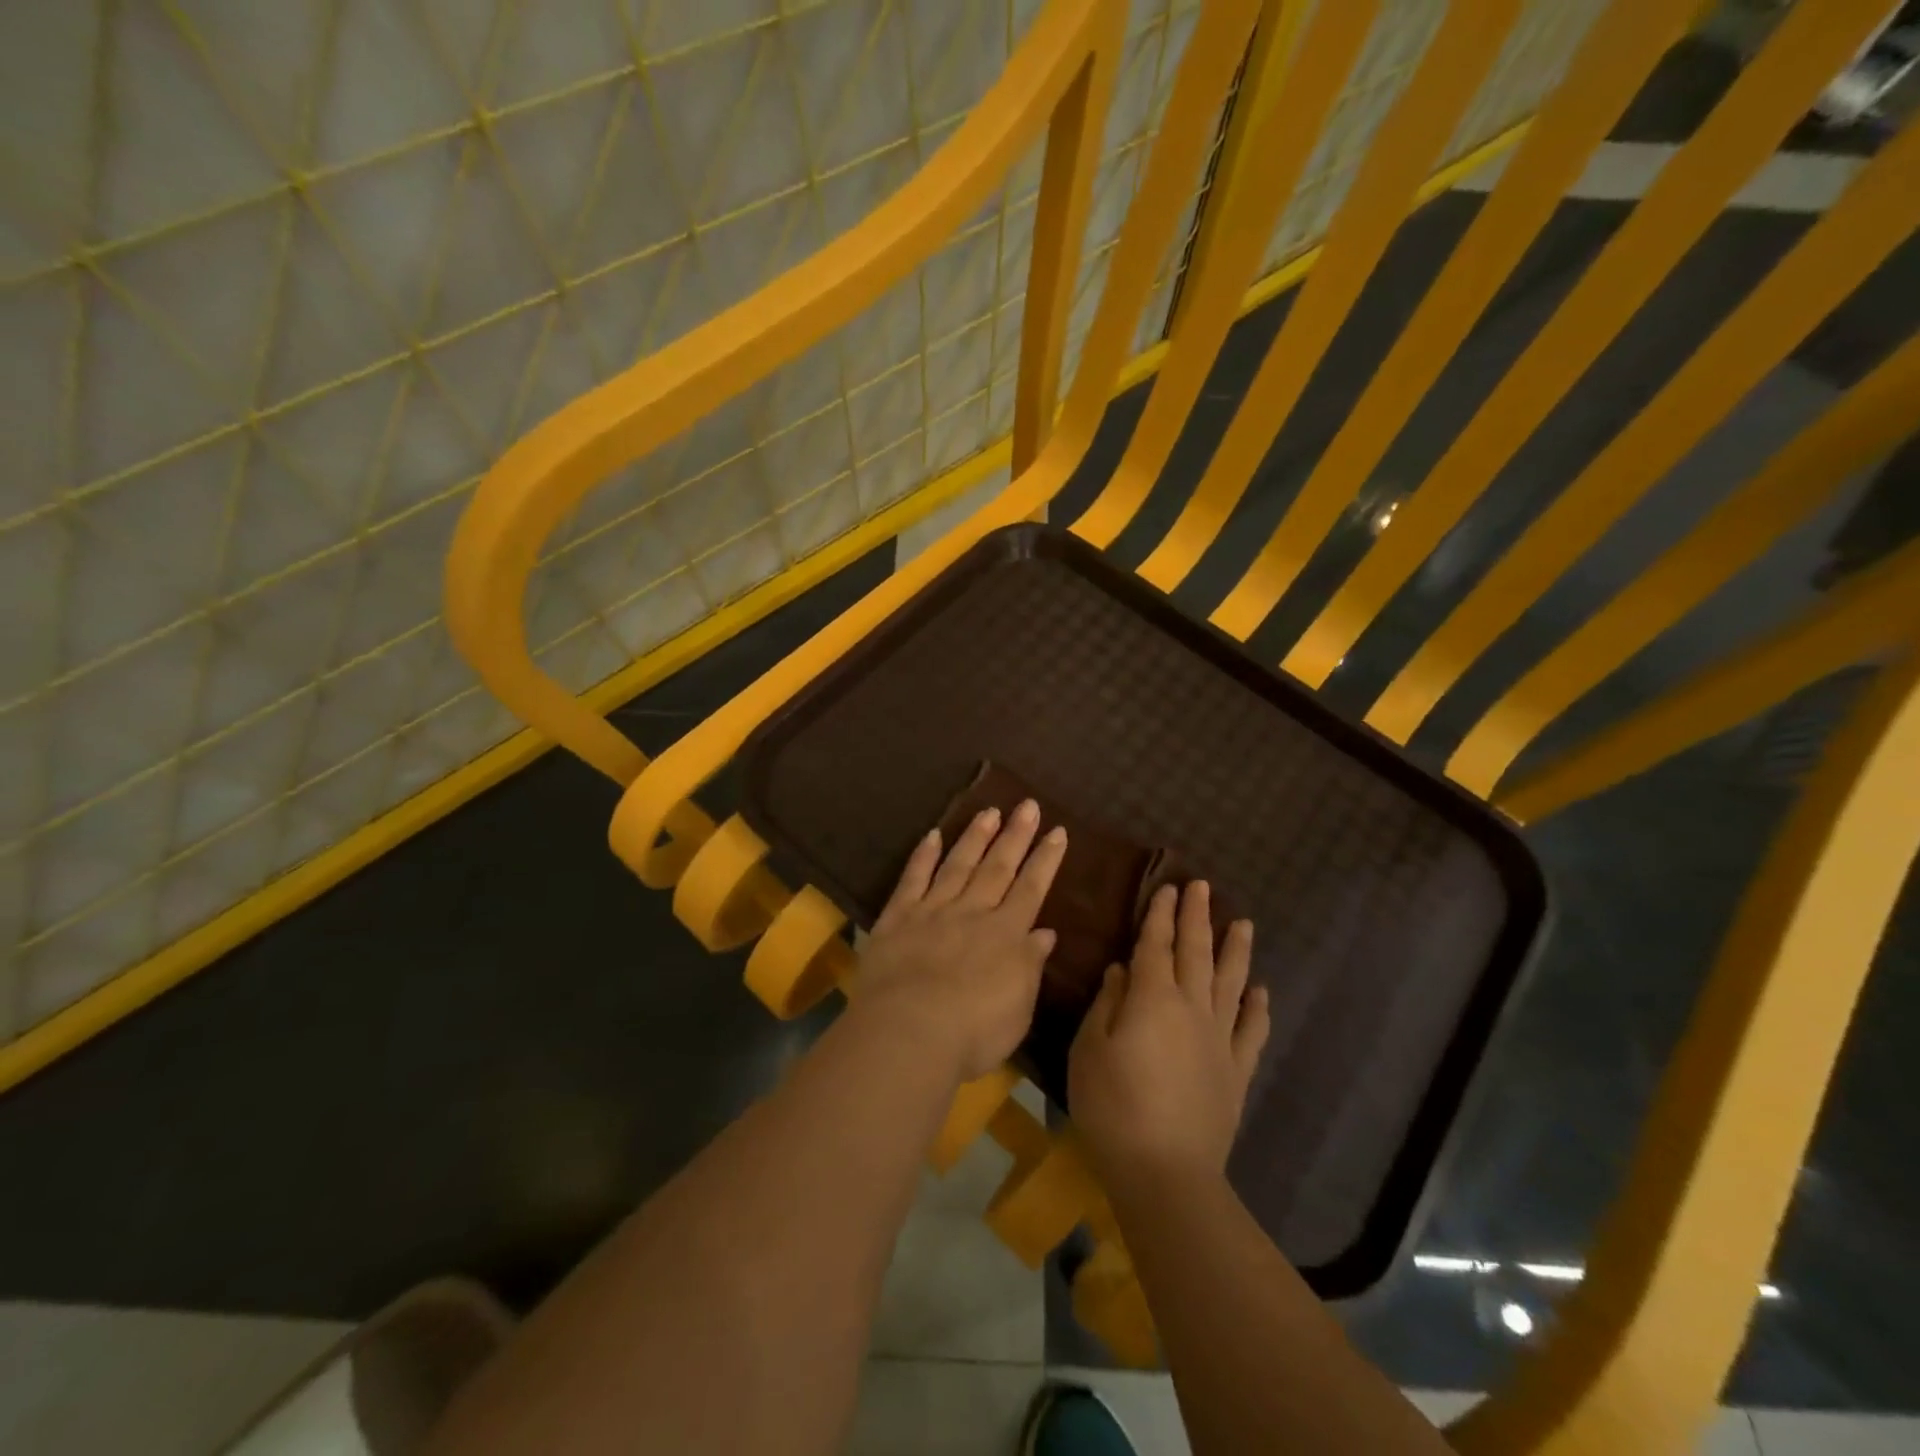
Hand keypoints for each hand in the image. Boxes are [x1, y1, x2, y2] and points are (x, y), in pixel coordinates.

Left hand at [854, 800, 1067, 1081]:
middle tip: (1027, 804)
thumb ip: (1030, 965)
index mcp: (1006, 935)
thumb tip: (1045, 932)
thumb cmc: (973, 1032)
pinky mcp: (897, 918)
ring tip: (989, 811)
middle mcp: (972, 913)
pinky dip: (922, 857)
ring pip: (958, 865)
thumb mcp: (1019, 1007)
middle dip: (1015, 836)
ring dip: (975, 837)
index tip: (1057, 830)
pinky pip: (912, 880)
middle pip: (998, 867)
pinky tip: (932, 835)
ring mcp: (933, 911)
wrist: (909, 1032)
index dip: (1045, 859)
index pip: (1031, 888)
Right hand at [1069, 881, 1269, 1193]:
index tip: (1168, 888)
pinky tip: (1261, 991)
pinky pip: (1252, 1031)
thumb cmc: (1113, 1107)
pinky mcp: (1236, 1072)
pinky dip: (1258, 1007)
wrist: (1166, 1172)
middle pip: (1196, 953)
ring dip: (1235, 950)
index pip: (1156, 946)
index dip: (1161, 916)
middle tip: (1202, 887)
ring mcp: (1220, 1039)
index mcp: (1152, 999)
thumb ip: (1107, 1004)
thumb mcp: (1090, 1050)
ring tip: (1243, 923)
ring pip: (1231, 983)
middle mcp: (1192, 1009)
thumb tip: (1122, 969)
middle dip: (1197, 917)